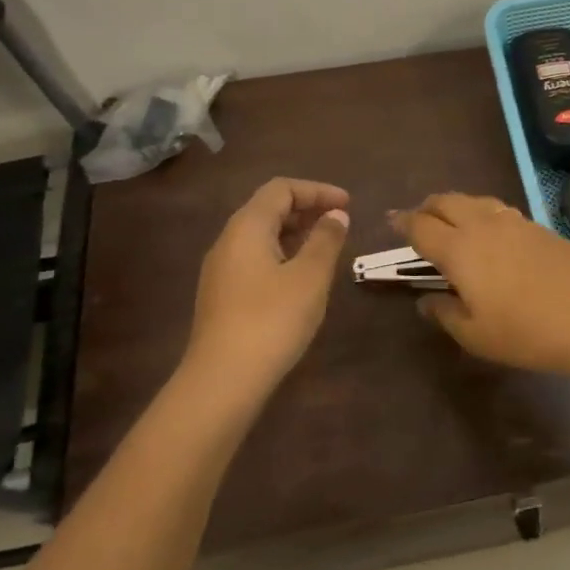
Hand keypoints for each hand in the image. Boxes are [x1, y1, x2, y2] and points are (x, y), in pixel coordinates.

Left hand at [187, 178, 350, 396]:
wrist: (222, 381)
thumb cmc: (272, 319)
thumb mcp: (310, 276)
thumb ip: (326, 239)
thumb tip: (336, 215)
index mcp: (247, 227)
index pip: (281, 189)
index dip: (317, 190)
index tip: (348, 205)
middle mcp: (228, 241)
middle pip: (268, 208)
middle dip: (307, 209)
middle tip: (340, 222)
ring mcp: (221, 270)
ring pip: (261, 235)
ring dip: (296, 233)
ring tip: (327, 248)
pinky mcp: (222, 295)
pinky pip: (255, 258)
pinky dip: (283, 254)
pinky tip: (302, 277)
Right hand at [391, 193, 569, 375]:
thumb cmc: (526, 332)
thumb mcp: (476, 335)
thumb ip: (444, 313)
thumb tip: (425, 300)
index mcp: (459, 249)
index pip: (421, 226)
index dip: (403, 223)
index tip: (391, 223)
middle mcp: (482, 225)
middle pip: (445, 201)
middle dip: (426, 207)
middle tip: (418, 220)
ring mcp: (513, 221)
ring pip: (474, 200)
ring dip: (454, 205)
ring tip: (450, 221)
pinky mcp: (537, 225)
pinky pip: (497, 208)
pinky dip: (481, 212)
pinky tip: (487, 229)